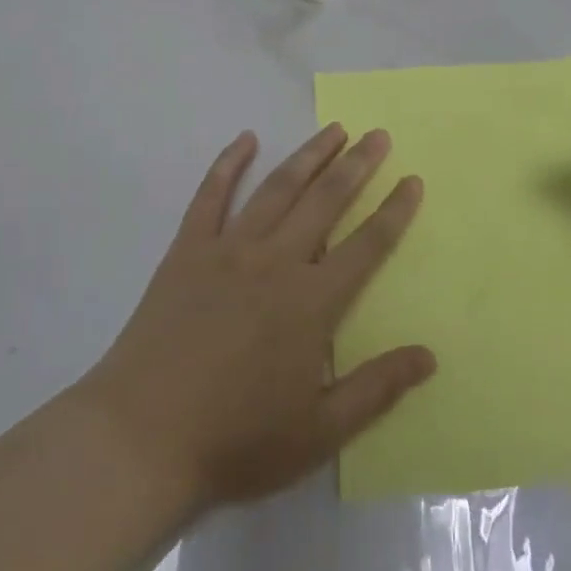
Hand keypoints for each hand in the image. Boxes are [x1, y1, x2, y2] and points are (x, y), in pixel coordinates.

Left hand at [79, 124, 435, 513]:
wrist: (141, 438)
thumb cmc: (235, 440)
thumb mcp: (319, 432)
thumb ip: (376, 389)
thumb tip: (429, 355)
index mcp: (311, 302)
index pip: (366, 245)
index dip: (394, 211)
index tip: (412, 180)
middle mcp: (276, 261)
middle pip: (326, 201)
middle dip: (357, 165)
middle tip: (378, 135)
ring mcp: (228, 249)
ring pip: (278, 188)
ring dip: (309, 155)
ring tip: (334, 130)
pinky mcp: (187, 249)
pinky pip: (211, 195)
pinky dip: (229, 163)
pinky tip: (245, 139)